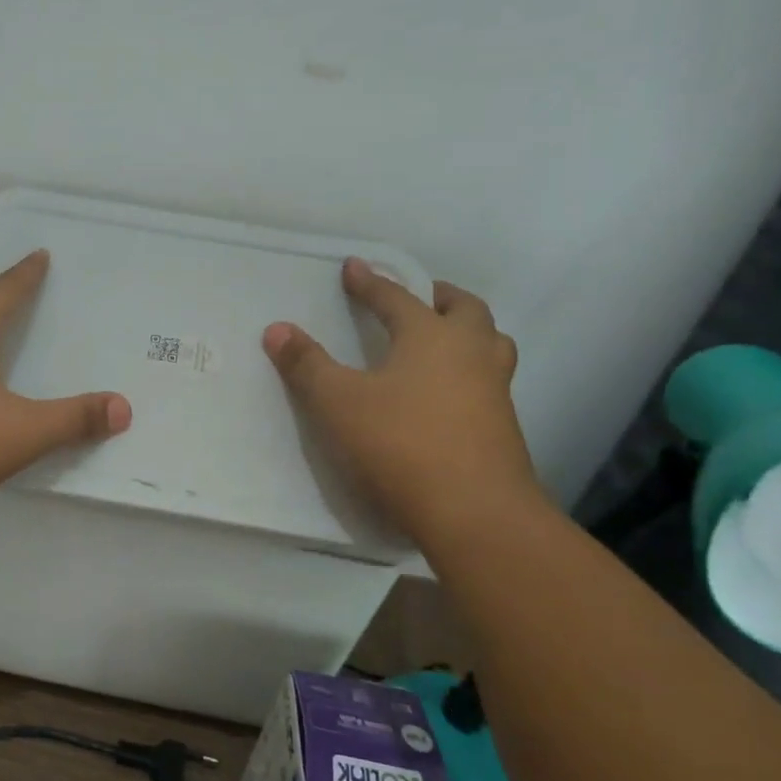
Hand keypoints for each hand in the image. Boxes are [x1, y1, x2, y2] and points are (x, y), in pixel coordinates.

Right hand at [263, 259, 537, 546]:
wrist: (476, 514)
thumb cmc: (401, 445)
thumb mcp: (338, 403)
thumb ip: (307, 364)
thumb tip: (277, 329)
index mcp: (431, 337)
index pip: (396, 298)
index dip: (370, 282)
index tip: (353, 266)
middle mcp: (471, 354)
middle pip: (465, 309)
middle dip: (438, 297)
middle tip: (417, 298)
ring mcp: (495, 391)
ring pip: (490, 344)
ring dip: (467, 332)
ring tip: (442, 341)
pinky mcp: (503, 428)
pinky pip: (490, 380)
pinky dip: (471, 371)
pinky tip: (449, 394)